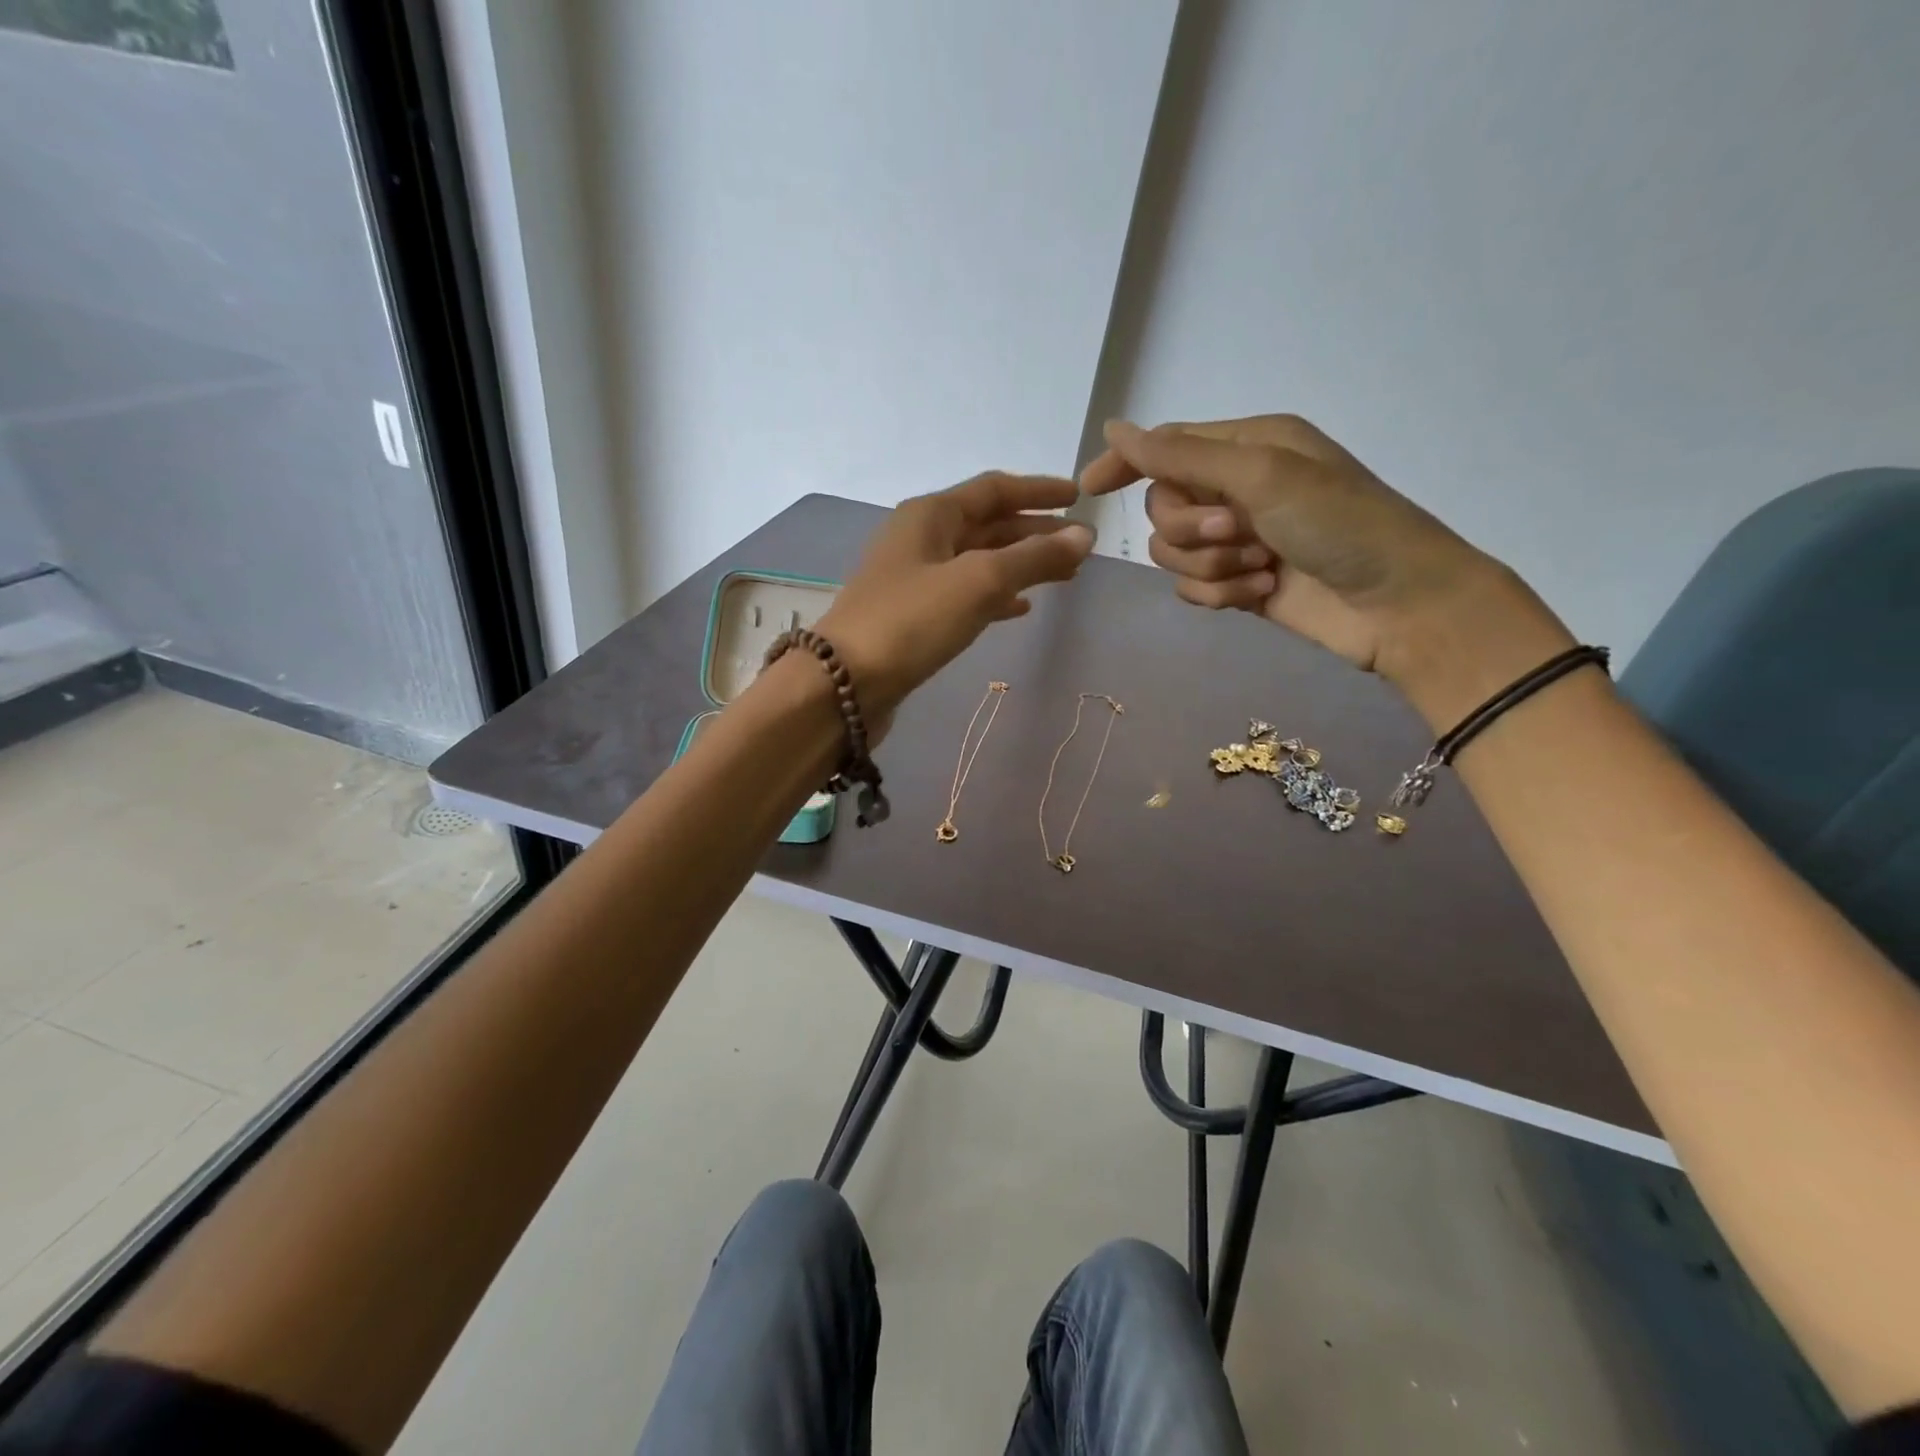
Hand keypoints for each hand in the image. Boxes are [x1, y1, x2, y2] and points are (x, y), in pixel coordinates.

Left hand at [818, 473, 1094, 725]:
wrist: (845, 684)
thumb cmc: (912, 621)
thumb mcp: (979, 582)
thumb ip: (1033, 558)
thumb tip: (1084, 536)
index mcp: (931, 514)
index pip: (995, 489)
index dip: (1039, 491)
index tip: (1079, 497)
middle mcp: (920, 538)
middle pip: (988, 525)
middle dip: (1034, 533)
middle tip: (1080, 548)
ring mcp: (914, 579)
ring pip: (979, 561)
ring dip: (1020, 566)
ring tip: (1063, 577)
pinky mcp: (913, 616)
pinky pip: (964, 595)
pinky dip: (995, 596)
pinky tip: (1020, 609)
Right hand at [1080, 414, 1572, 725]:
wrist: (1398, 604)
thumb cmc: (1341, 524)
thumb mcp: (1262, 475)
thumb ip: (1182, 454)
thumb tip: (1115, 428)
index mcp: (1247, 446)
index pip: (1166, 446)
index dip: (1126, 463)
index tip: (1090, 488)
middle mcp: (1237, 488)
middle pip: (1162, 505)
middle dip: (1191, 527)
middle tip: (1238, 533)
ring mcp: (1237, 539)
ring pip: (1172, 552)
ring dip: (1210, 565)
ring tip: (1260, 569)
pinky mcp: (1238, 583)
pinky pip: (1191, 587)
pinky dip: (1219, 593)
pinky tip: (1258, 595)